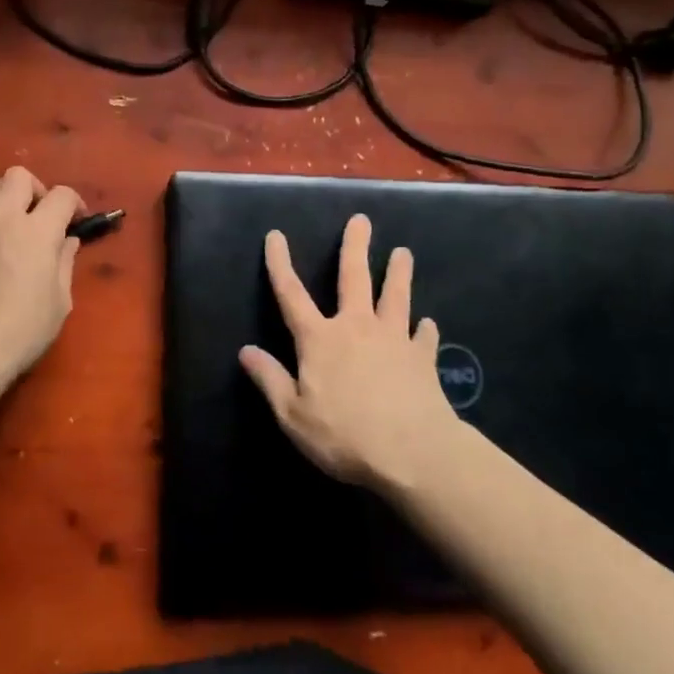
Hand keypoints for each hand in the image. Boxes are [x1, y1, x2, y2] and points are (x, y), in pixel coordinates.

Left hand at [0, 167, 82, 379]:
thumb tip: (67, 241)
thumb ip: (65, 263)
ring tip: (3, 218)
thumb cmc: (22, 329)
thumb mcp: (60, 301)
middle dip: (33, 189)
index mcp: (38, 230)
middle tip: (36, 214)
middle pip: (18, 175)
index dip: (74, 203)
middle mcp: (3, 217)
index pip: (62, 194)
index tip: (75, 220)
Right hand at [239, 213, 459, 493]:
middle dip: (354, 247)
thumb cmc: (345, 435)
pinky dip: (424, 330)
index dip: (280, 264)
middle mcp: (356, 328)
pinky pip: (424, 337)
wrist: (414, 453)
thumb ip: (270, 379)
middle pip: (354, 278)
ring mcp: (394, 340)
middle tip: (361, 220)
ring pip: (395, 297)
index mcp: (320, 339)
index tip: (275, 235)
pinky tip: (427, 325)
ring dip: (398, 273)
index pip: (292, 294)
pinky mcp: (422, 359)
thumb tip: (245, 351)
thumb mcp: (293, 415)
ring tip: (403, 253)